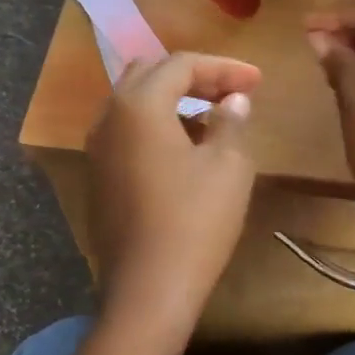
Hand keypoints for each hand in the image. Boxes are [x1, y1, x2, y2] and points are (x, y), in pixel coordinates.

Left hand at [86, 52, 260, 333]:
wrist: (148, 289)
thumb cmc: (194, 221)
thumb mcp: (228, 166)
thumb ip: (231, 122)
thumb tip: (234, 101)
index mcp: (138, 105)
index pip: (182, 64)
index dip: (224, 68)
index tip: (258, 80)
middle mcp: (108, 117)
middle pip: (150, 74)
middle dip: (194, 77)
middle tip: (232, 92)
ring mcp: (97, 149)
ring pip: (135, 103)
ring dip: (174, 100)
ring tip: (214, 117)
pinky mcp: (98, 176)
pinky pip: (128, 132)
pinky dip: (157, 125)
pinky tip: (186, 147)